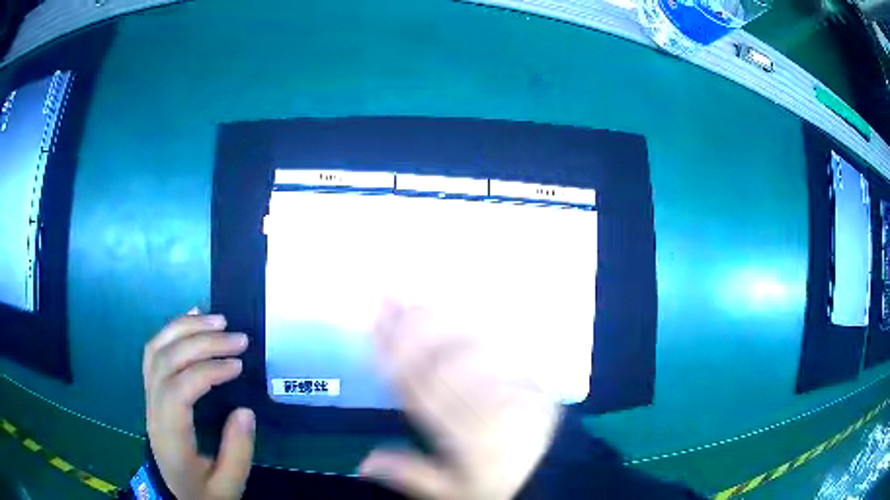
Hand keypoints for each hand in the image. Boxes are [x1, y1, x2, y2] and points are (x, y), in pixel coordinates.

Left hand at [143, 309, 255, 499]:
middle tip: (238, 337)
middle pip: (166, 361)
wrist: (174, 494)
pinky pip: (154, 351)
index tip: (239, 365)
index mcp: (169, 435)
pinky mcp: (152, 390)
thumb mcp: (227, 486)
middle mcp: (153, 409)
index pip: (179, 390)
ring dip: (185, 328)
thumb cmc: (201, 492)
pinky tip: (192, 317)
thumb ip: (237, 453)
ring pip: (157, 349)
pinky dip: (172, 330)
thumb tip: (245, 411)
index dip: (207, 371)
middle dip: (201, 342)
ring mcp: (149, 396)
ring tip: (218, 320)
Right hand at [359, 301, 562, 499]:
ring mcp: (510, 388)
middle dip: (412, 327)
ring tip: (414, 300)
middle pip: (442, 360)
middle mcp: (486, 405)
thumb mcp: (452, 491)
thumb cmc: (498, 483)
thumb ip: (411, 473)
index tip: (376, 327)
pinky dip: (471, 329)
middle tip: (389, 297)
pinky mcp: (528, 380)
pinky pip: (498, 350)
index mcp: (464, 434)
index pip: (420, 389)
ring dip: (438, 322)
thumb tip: (362, 462)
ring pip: (468, 349)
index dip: (395, 355)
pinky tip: (456, 314)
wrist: (553, 474)